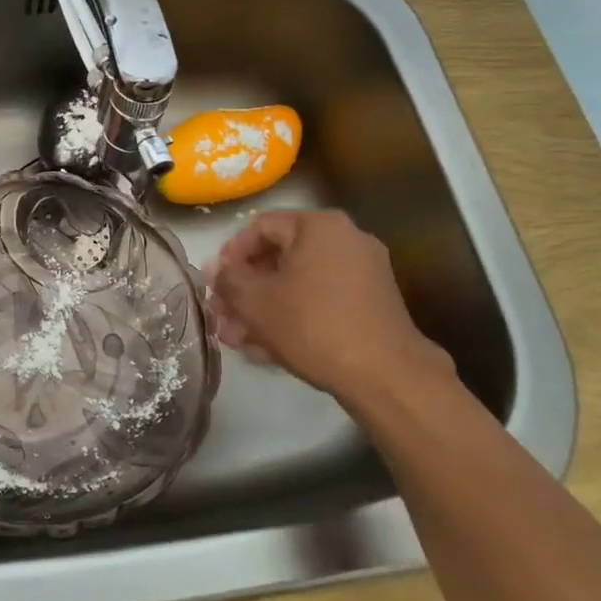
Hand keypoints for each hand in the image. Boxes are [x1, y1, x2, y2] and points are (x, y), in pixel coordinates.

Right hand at [210, 210, 453, 409]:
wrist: (384, 374)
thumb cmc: (312, 324)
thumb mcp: (255, 300)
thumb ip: (229, 279)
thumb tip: (218, 270)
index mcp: (319, 226)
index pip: (260, 227)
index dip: (230, 255)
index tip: (216, 284)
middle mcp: (346, 240)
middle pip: (279, 258)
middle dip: (246, 290)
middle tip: (223, 316)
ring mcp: (363, 272)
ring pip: (298, 284)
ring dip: (264, 309)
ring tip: (239, 340)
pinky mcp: (371, 304)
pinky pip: (321, 300)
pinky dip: (293, 317)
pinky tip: (267, 350)